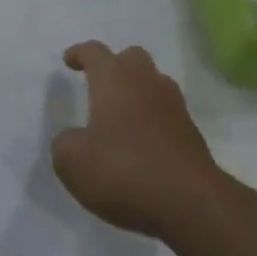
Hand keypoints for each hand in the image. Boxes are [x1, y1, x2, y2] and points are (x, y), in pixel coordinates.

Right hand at [52, 42, 225, 241]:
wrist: (191, 203)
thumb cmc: (125, 171)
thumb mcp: (73, 163)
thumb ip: (64, 144)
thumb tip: (73, 139)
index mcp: (113, 79)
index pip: (94, 52)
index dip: (79, 53)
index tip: (69, 60)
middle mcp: (145, 82)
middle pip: (131, 57)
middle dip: (115, 65)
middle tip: (101, 84)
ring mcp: (173, 105)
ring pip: (154, 82)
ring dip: (138, 90)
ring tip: (122, 114)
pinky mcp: (191, 132)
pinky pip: (167, 112)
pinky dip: (153, 118)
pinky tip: (143, 142)